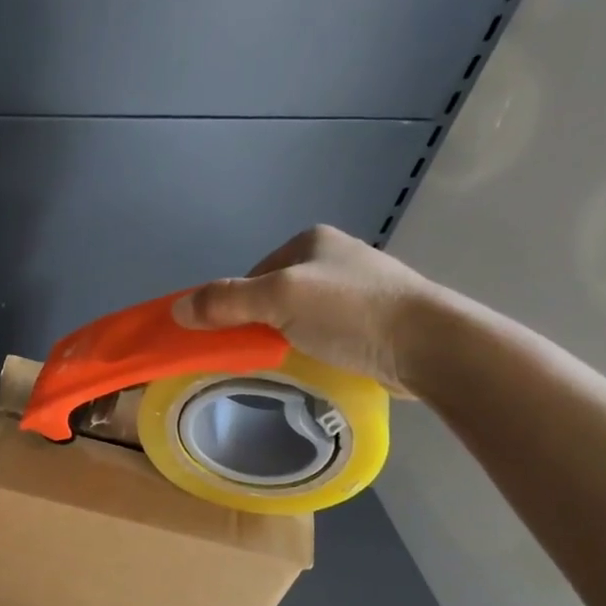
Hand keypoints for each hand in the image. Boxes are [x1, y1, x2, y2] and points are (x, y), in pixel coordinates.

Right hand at [175, 224, 443, 395]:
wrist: (429, 344)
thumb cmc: (350, 312)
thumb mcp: (278, 299)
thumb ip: (226, 301)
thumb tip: (177, 310)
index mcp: (310, 240)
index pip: (252, 274)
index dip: (235, 306)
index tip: (233, 338)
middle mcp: (335, 257)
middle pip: (274, 296)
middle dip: (262, 325)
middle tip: (260, 355)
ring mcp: (360, 289)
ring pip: (301, 317)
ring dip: (289, 340)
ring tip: (290, 364)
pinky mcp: (377, 320)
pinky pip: (329, 334)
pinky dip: (317, 349)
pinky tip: (320, 365)